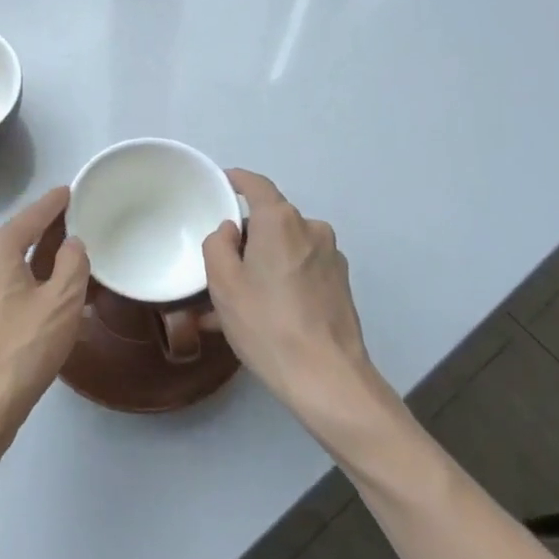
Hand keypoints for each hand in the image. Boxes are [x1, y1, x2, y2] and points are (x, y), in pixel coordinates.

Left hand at [0, 186, 89, 451]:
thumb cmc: (24, 349)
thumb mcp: (62, 302)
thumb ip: (73, 264)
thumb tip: (72, 244)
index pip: (30, 217)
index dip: (53, 204)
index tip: (69, 191)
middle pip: (15, 240)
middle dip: (44, 234)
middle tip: (73, 230)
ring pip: (6, 269)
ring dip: (33, 265)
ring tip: (61, 269)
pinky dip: (20, 288)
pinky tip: (36, 305)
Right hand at [203, 170, 407, 444]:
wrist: (327, 377)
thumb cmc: (266, 324)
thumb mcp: (223, 284)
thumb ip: (218, 245)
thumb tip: (231, 230)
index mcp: (281, 221)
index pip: (256, 185)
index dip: (236, 180)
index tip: (221, 183)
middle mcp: (312, 229)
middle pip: (271, 221)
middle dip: (246, 236)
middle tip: (220, 265)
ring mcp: (332, 258)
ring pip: (287, 249)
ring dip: (263, 263)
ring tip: (238, 300)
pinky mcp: (341, 285)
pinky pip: (302, 270)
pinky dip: (282, 281)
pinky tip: (265, 314)